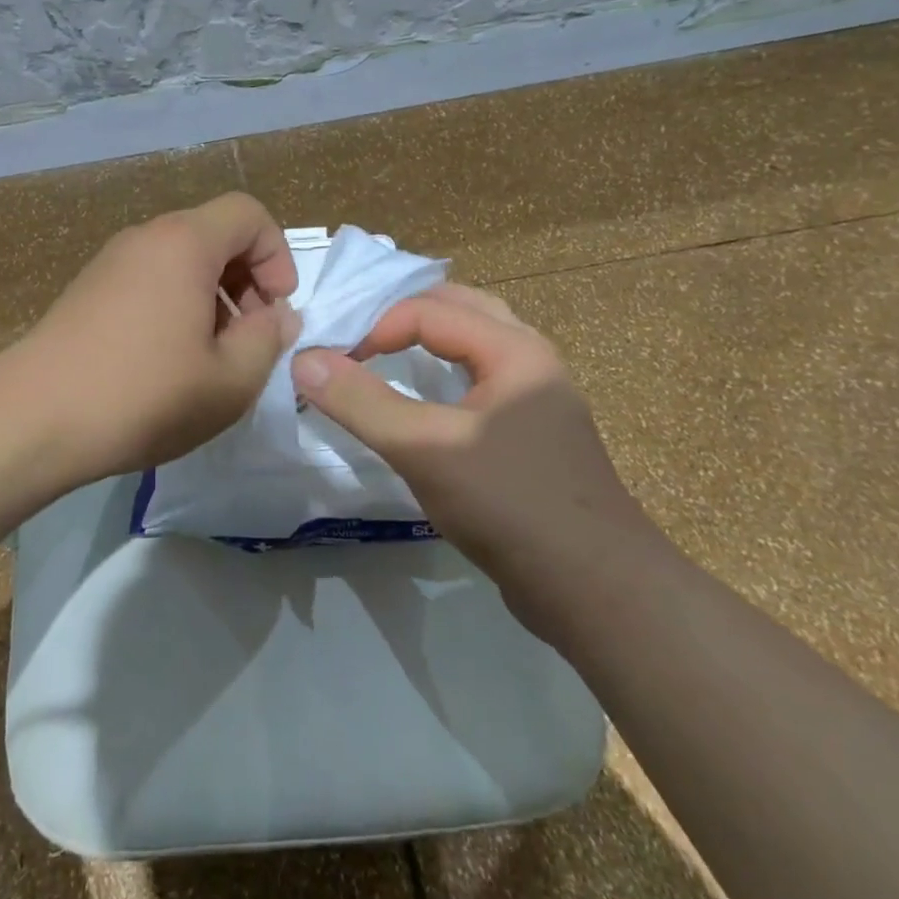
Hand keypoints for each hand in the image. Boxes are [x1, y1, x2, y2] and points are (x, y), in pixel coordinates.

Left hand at [11, 193, 299, 487]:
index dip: (277, 255)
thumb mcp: (230, 379)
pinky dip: (174, 308)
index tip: (276, 309)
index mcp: (184, 243)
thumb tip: (276, 316)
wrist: (33, 419)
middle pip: (213, 236)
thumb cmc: (144, 395)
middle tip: (248, 339)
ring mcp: (109, 263)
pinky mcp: (87, 292)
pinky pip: (148, 282)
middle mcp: (144, 239)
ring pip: (180, 263)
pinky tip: (166, 365)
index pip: (248, 213)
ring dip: (211, 300)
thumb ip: (268, 339)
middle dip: (246, 281)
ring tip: (209, 359)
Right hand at [290, 283, 659, 620]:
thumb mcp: (424, 448)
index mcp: (514, 349)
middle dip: (405, 316)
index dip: (375, 327)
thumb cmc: (510, 503)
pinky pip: (482, 384)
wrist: (594, 589)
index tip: (337, 364)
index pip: (429, 310)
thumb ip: (361, 402)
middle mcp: (531, 361)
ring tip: (385, 358)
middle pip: (461, 310)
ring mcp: (537, 400)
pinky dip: (445, 378)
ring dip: (428, 343)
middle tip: (359, 339)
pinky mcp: (532, 437)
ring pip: (474, 348)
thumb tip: (303, 359)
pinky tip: (422, 408)